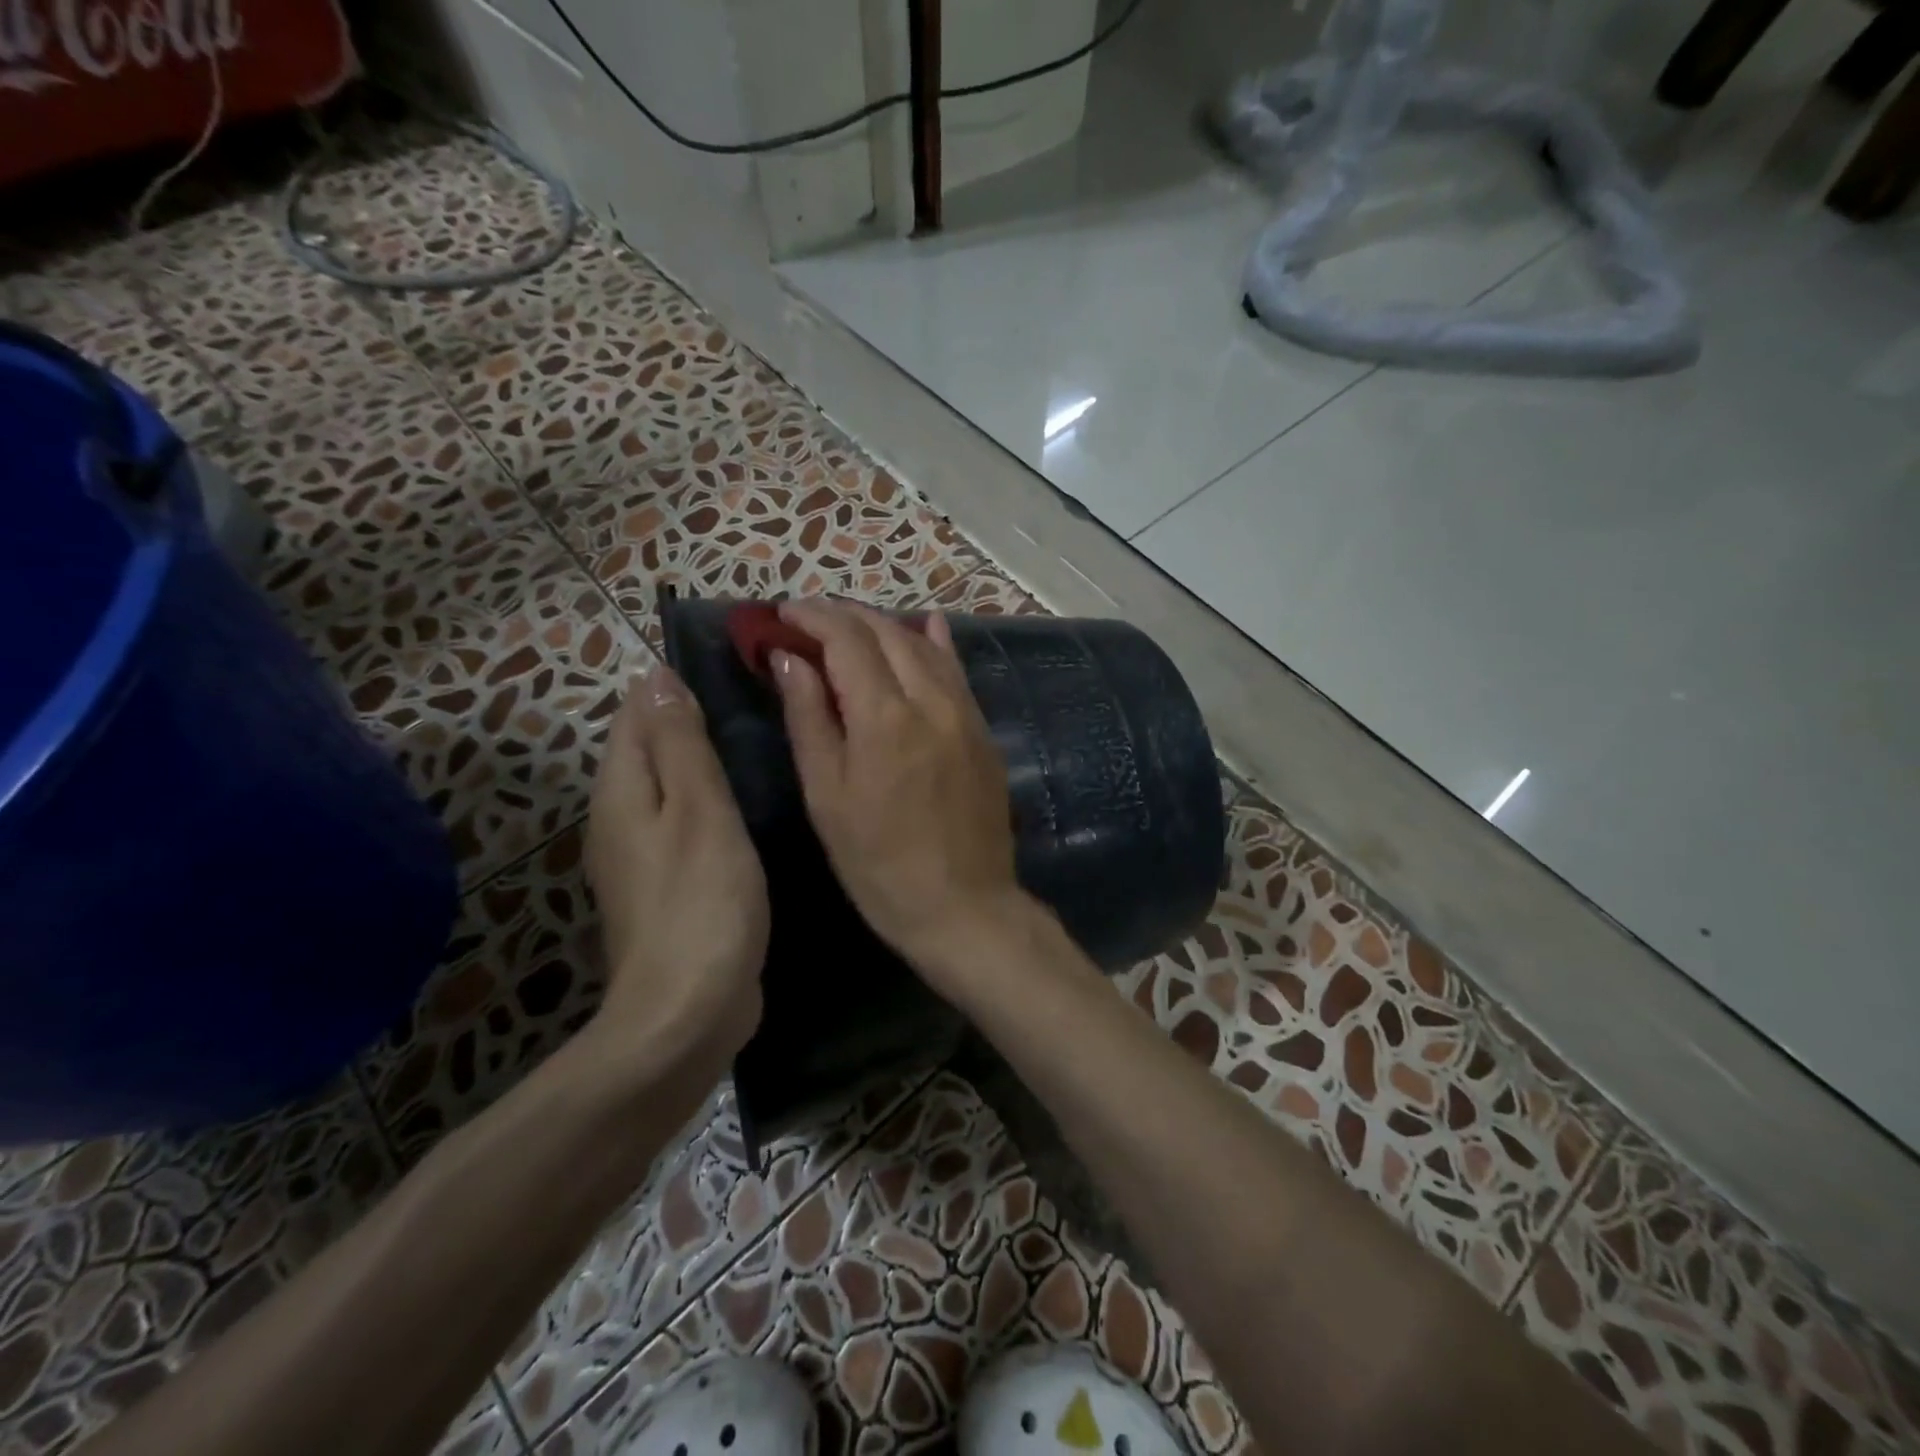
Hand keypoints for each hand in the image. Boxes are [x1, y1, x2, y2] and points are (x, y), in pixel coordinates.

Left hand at [584, 663, 768, 1078]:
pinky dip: (709, 803)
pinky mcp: (667, 888)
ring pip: (668, 787)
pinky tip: (748, 805)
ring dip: (701, 761)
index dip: (672, 684)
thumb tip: (656, 676)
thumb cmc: (701, 900)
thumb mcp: (699, 810)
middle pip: (647, 748)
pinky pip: (684, 823)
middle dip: (687, 719)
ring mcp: (640, 858)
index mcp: (622, 791)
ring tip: (757, 742)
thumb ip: (679, 744)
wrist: (688, 1010)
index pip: (636, 714)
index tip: (731, 667)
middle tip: (756, 700)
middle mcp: (619, 818)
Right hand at [770, 600, 1025, 987]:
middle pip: (886, 633)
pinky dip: (934, 644)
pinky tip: (927, 626)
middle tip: (808, 618)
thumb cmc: (879, 863)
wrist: (964, 906)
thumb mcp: (827, 797)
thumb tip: (788, 659)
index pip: (846, 640)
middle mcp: (931, 701)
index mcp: (885, 717)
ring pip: (924, 646)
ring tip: (850, 624)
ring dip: (884, 625)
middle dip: (844, 615)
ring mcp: (965, 713)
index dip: (811, 618)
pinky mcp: (983, 730)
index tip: (782, 612)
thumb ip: (809, 719)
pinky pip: (957, 671)